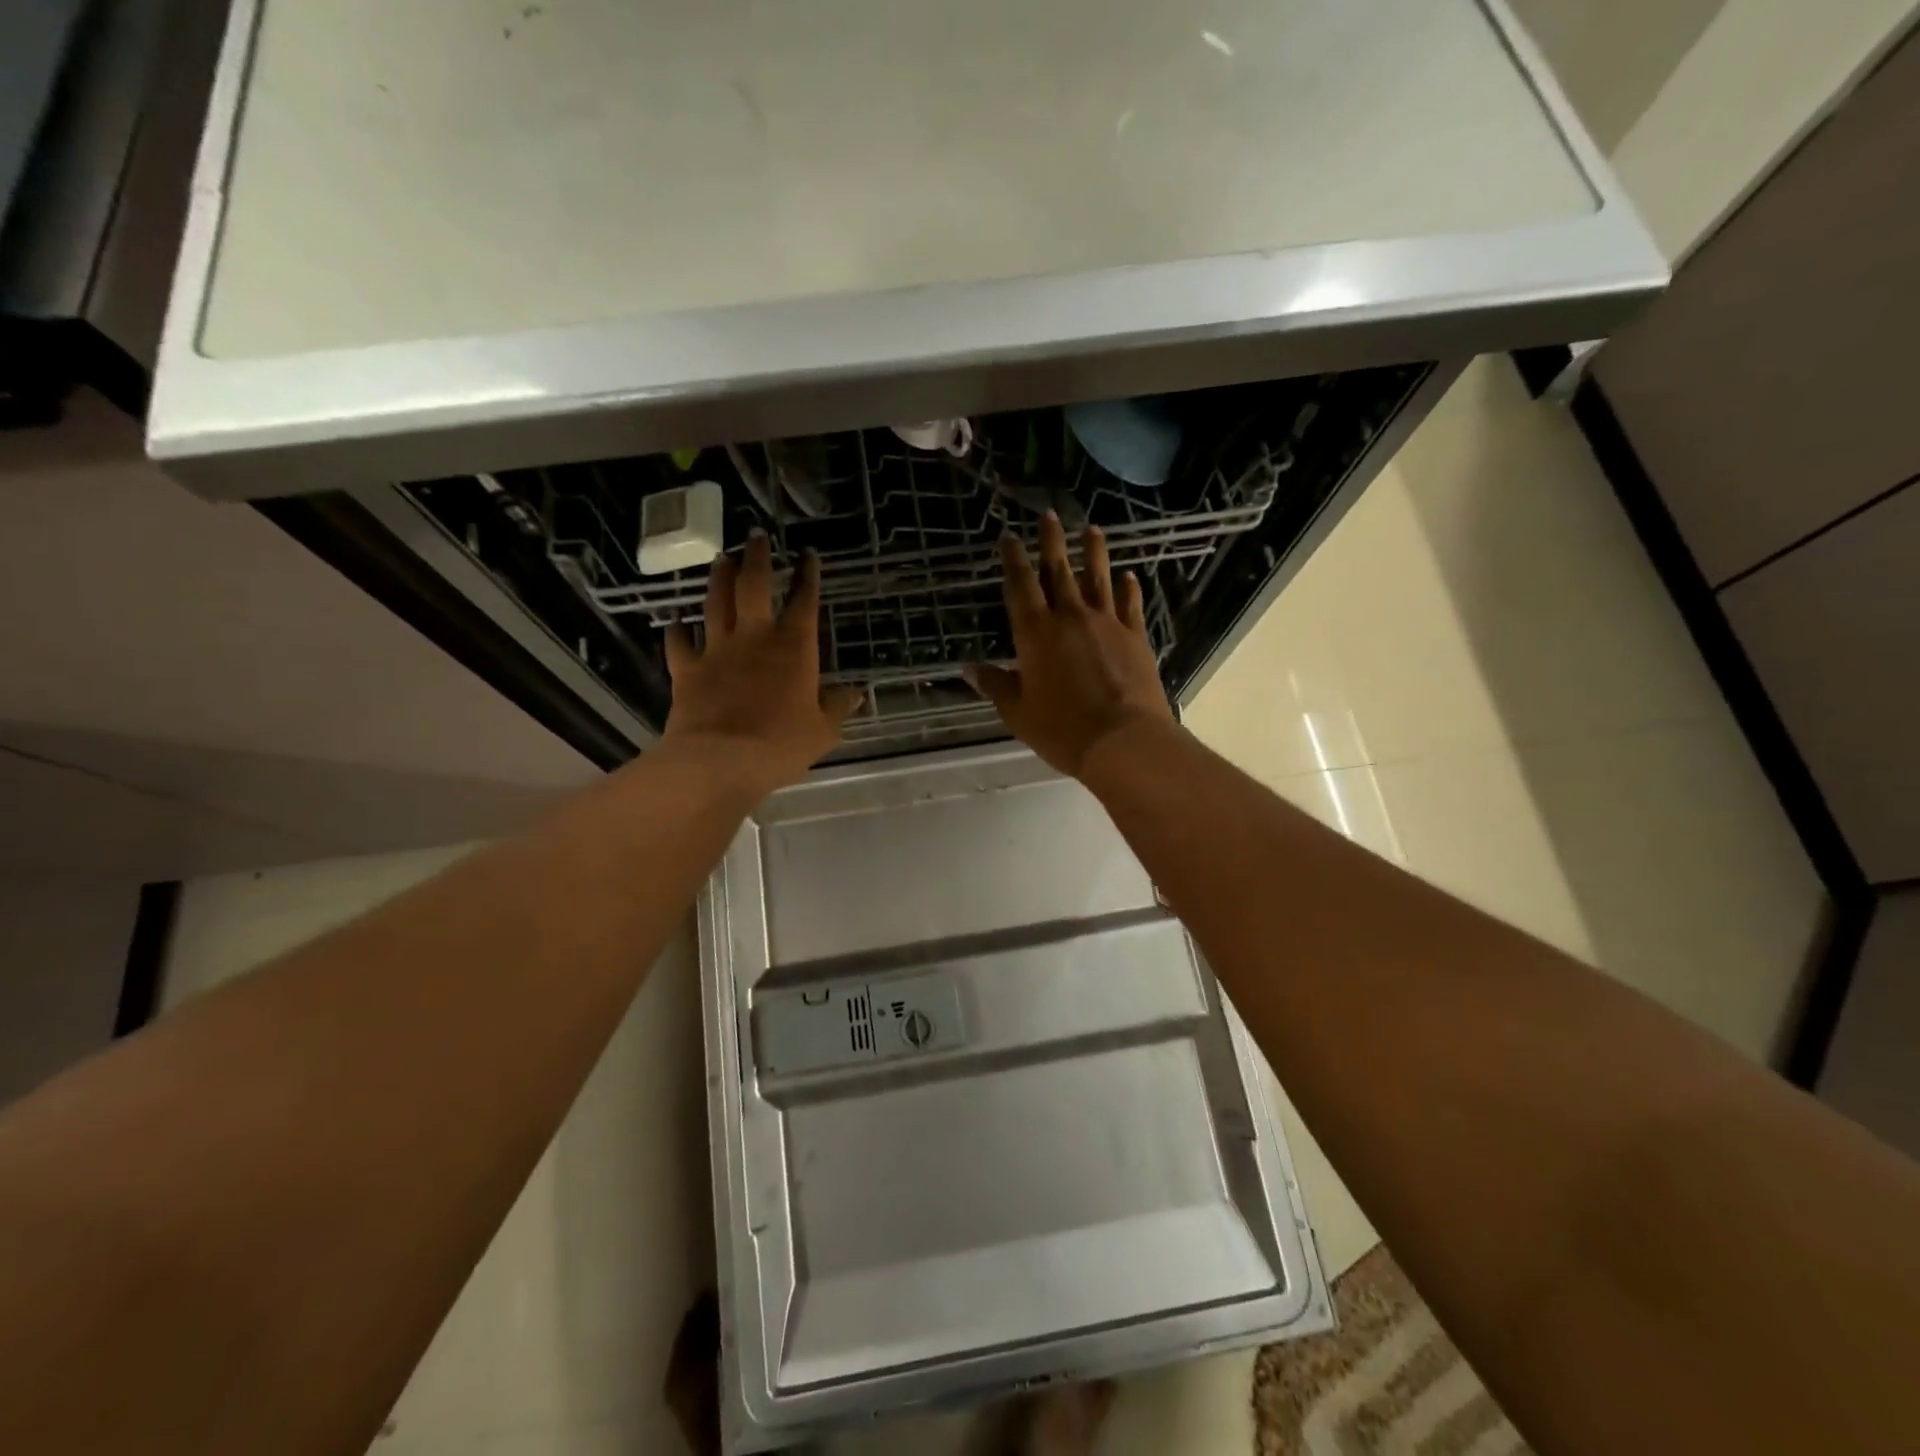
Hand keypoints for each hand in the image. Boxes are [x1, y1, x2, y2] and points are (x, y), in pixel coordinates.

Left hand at [663, 532, 862, 795]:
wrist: (720, 761)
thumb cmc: (780, 745)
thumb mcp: (823, 731)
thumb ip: (838, 707)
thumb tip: (856, 693)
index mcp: (794, 648)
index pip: (805, 601)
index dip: (808, 576)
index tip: (809, 555)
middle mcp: (754, 638)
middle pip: (753, 586)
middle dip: (758, 558)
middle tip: (756, 536)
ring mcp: (716, 651)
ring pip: (715, 603)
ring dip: (720, 578)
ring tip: (722, 559)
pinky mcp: (687, 669)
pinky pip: (678, 643)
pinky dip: (676, 631)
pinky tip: (675, 623)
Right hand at [966, 512, 1175, 777]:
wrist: (1123, 740)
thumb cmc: (1062, 730)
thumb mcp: (1018, 712)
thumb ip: (995, 685)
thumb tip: (968, 668)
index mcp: (1035, 634)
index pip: (1020, 586)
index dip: (1013, 559)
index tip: (1009, 536)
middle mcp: (1070, 618)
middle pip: (1058, 570)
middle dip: (1051, 541)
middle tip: (1049, 514)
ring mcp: (1106, 623)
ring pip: (1098, 578)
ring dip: (1093, 552)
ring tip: (1092, 529)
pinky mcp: (1135, 636)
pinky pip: (1130, 604)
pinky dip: (1128, 587)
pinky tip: (1128, 575)